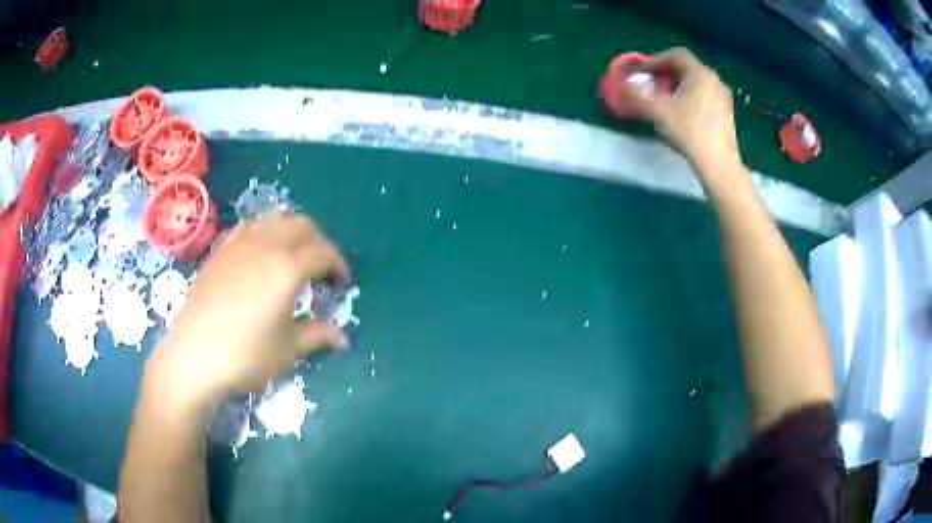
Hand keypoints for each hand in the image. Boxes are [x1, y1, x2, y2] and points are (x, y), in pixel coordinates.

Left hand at [147, 213, 349, 416]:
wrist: (194, 355)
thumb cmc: (245, 356)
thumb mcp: (288, 350)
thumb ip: (317, 335)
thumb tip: (343, 339)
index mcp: (287, 268)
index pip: (323, 253)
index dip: (338, 265)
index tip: (342, 282)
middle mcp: (266, 246)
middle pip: (302, 225)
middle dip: (319, 241)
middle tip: (322, 267)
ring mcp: (239, 244)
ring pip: (274, 219)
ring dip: (292, 231)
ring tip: (294, 255)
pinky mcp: (220, 250)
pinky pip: (249, 227)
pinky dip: (264, 231)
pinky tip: (260, 252)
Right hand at [627, 48, 741, 180]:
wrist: (719, 165)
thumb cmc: (690, 133)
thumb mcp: (658, 112)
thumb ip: (637, 96)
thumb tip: (622, 86)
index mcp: (700, 74)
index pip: (676, 55)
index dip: (656, 60)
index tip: (643, 71)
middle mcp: (715, 80)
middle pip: (687, 68)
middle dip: (666, 74)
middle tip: (651, 85)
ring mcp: (724, 98)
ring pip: (696, 83)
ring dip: (678, 87)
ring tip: (665, 101)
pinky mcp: (727, 114)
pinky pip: (705, 96)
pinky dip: (690, 98)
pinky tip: (682, 114)